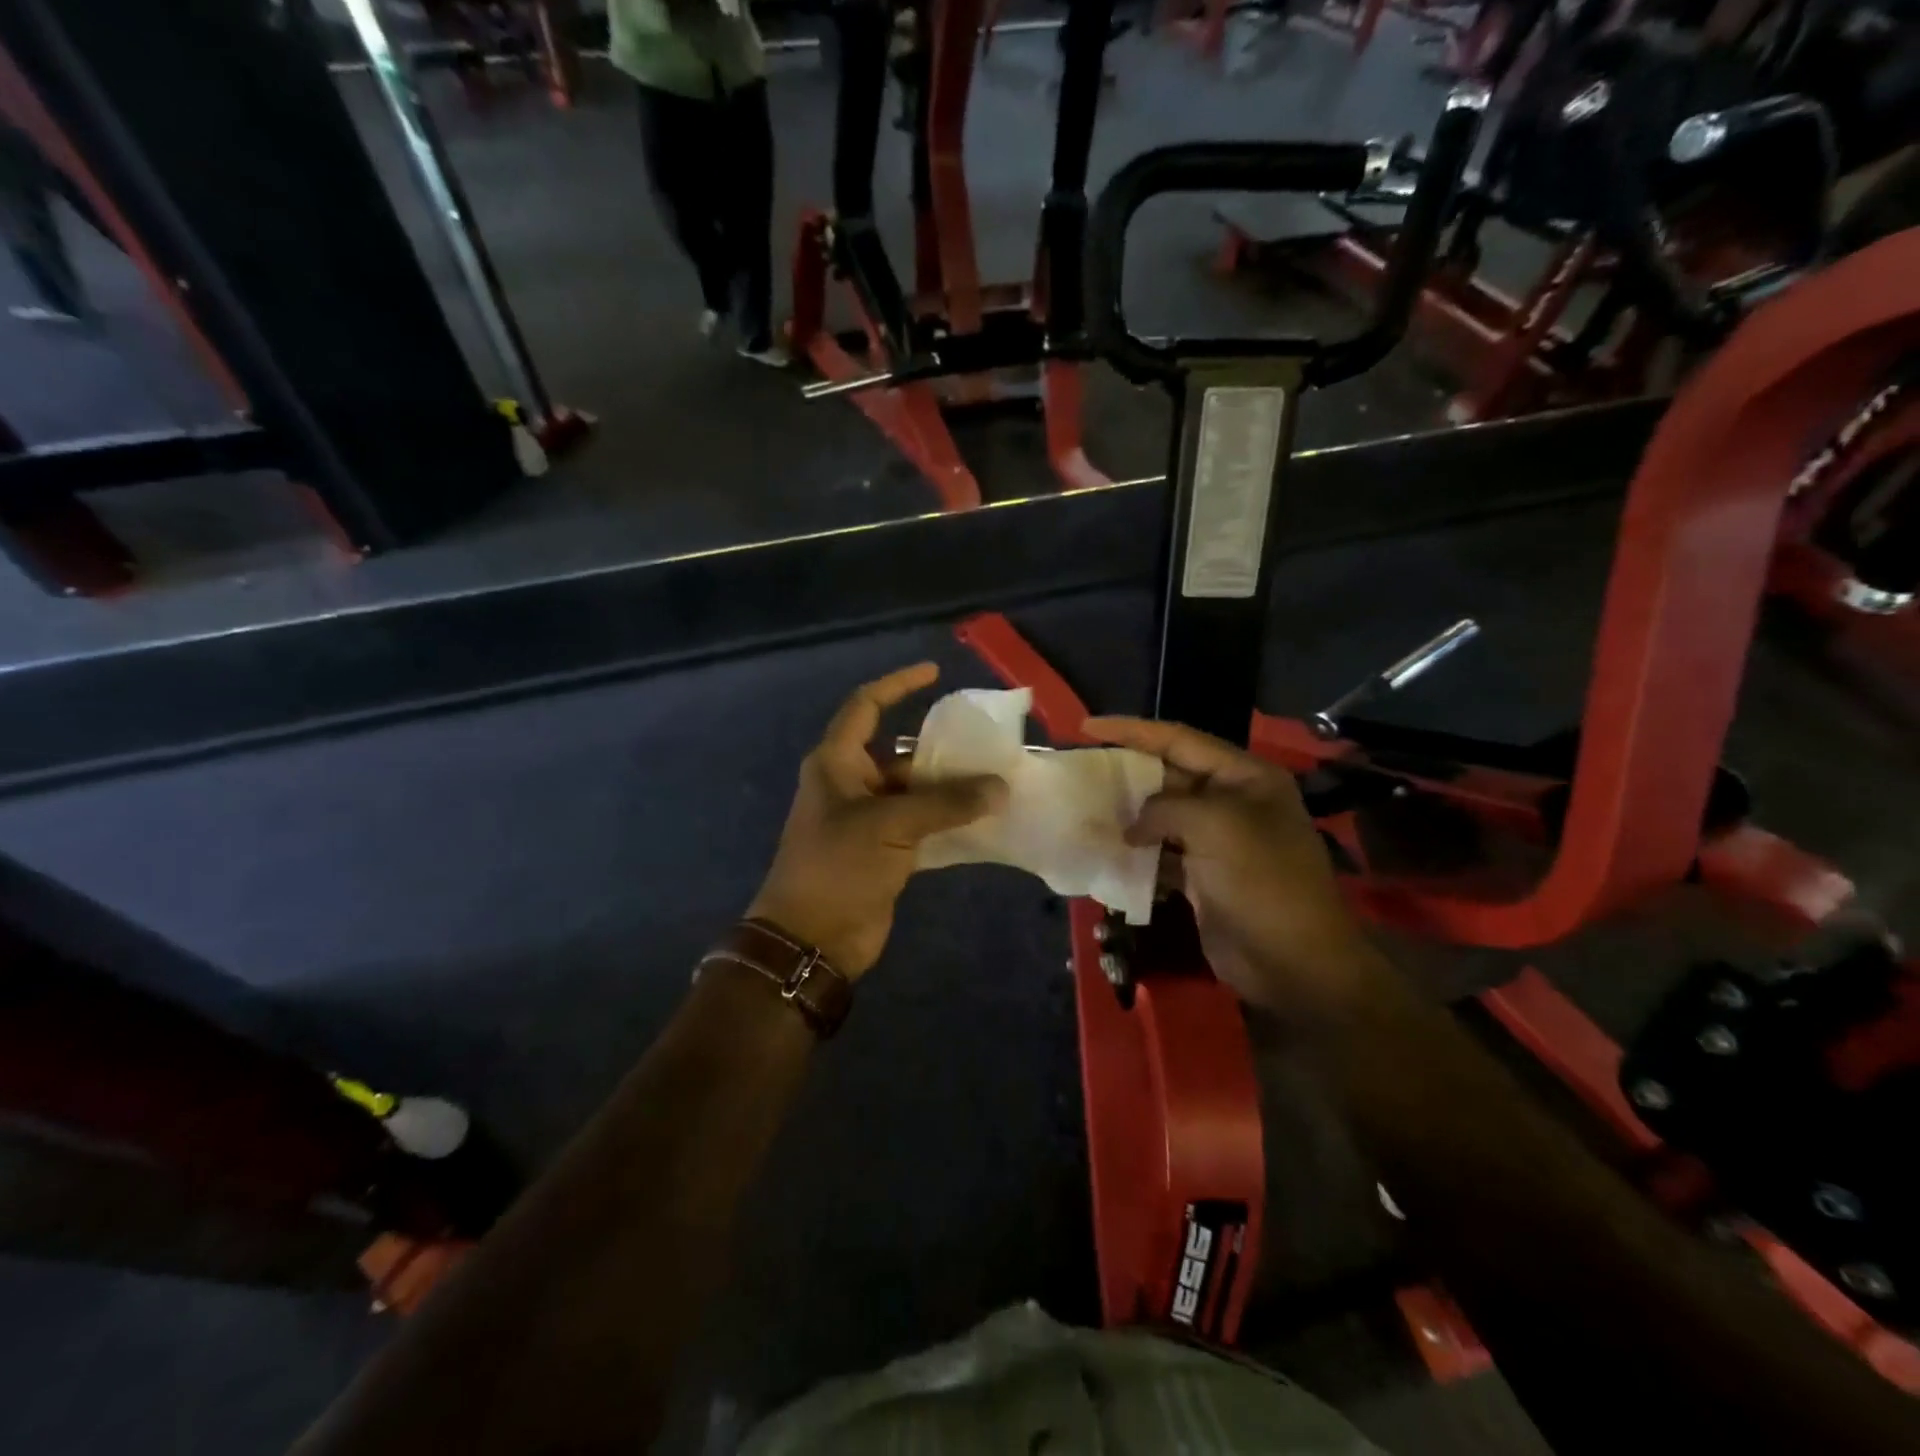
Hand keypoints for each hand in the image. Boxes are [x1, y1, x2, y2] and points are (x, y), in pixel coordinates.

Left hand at [750, 664, 1005, 977]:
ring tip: (996, 781)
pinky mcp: (883, 851)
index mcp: (837, 763)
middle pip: (900, 752)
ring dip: (950, 789)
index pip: (866, 706)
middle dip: (940, 749)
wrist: (811, 938)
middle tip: (987, 745)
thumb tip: (999, 786)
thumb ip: (946, 803)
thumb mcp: (891, 826)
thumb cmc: (838, 867)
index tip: (934, 673)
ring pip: (915, 791)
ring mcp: (867, 819)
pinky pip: (921, 824)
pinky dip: (948, 821)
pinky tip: (983, 819)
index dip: (898, 685)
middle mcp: (851, 784)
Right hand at [1082, 716, 1384, 1020]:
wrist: (1294, 963)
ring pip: (1163, 816)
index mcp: (1245, 777)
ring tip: (1086, 810)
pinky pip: (1163, 853)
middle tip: (1082, 770)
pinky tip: (1108, 853)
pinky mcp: (1204, 877)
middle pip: (1169, 775)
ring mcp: (1219, 842)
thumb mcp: (1215, 825)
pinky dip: (1137, 853)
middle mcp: (1233, 802)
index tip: (1087, 726)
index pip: (1180, 739)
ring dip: (1129, 815)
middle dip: (1127, 772)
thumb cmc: (1262, 881)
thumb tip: (1133, 825)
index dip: (1132, 730)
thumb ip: (1165, 808)